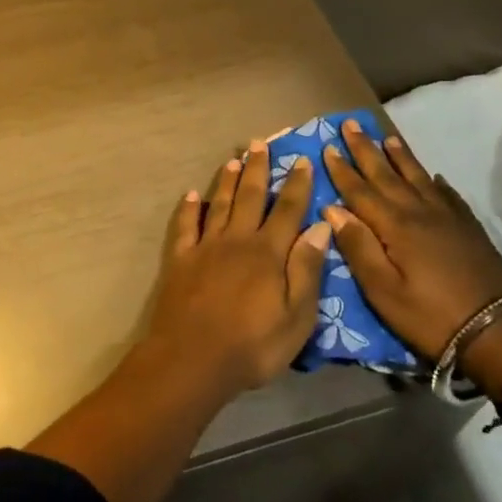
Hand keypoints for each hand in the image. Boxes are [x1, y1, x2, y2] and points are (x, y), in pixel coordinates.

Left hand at [145, 140, 333, 396]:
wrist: (193, 358)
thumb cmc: (253, 345)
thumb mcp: (296, 317)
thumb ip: (307, 269)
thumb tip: (320, 227)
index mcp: (268, 253)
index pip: (287, 210)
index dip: (296, 185)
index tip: (301, 160)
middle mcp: (237, 239)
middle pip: (249, 197)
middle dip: (257, 169)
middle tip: (259, 143)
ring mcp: (205, 247)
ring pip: (218, 204)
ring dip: (226, 180)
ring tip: (232, 159)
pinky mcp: (181, 259)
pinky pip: (185, 226)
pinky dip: (188, 208)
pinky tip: (190, 194)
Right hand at [321, 118, 501, 360]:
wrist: (499, 332)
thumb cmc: (430, 316)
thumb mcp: (383, 291)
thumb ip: (358, 247)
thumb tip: (332, 209)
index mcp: (394, 225)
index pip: (360, 190)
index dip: (342, 169)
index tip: (327, 147)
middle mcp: (419, 211)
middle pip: (386, 174)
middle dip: (366, 149)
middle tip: (350, 124)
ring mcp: (448, 217)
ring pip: (418, 177)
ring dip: (400, 157)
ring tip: (387, 137)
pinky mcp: (469, 228)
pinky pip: (448, 194)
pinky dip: (436, 182)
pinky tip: (434, 176)